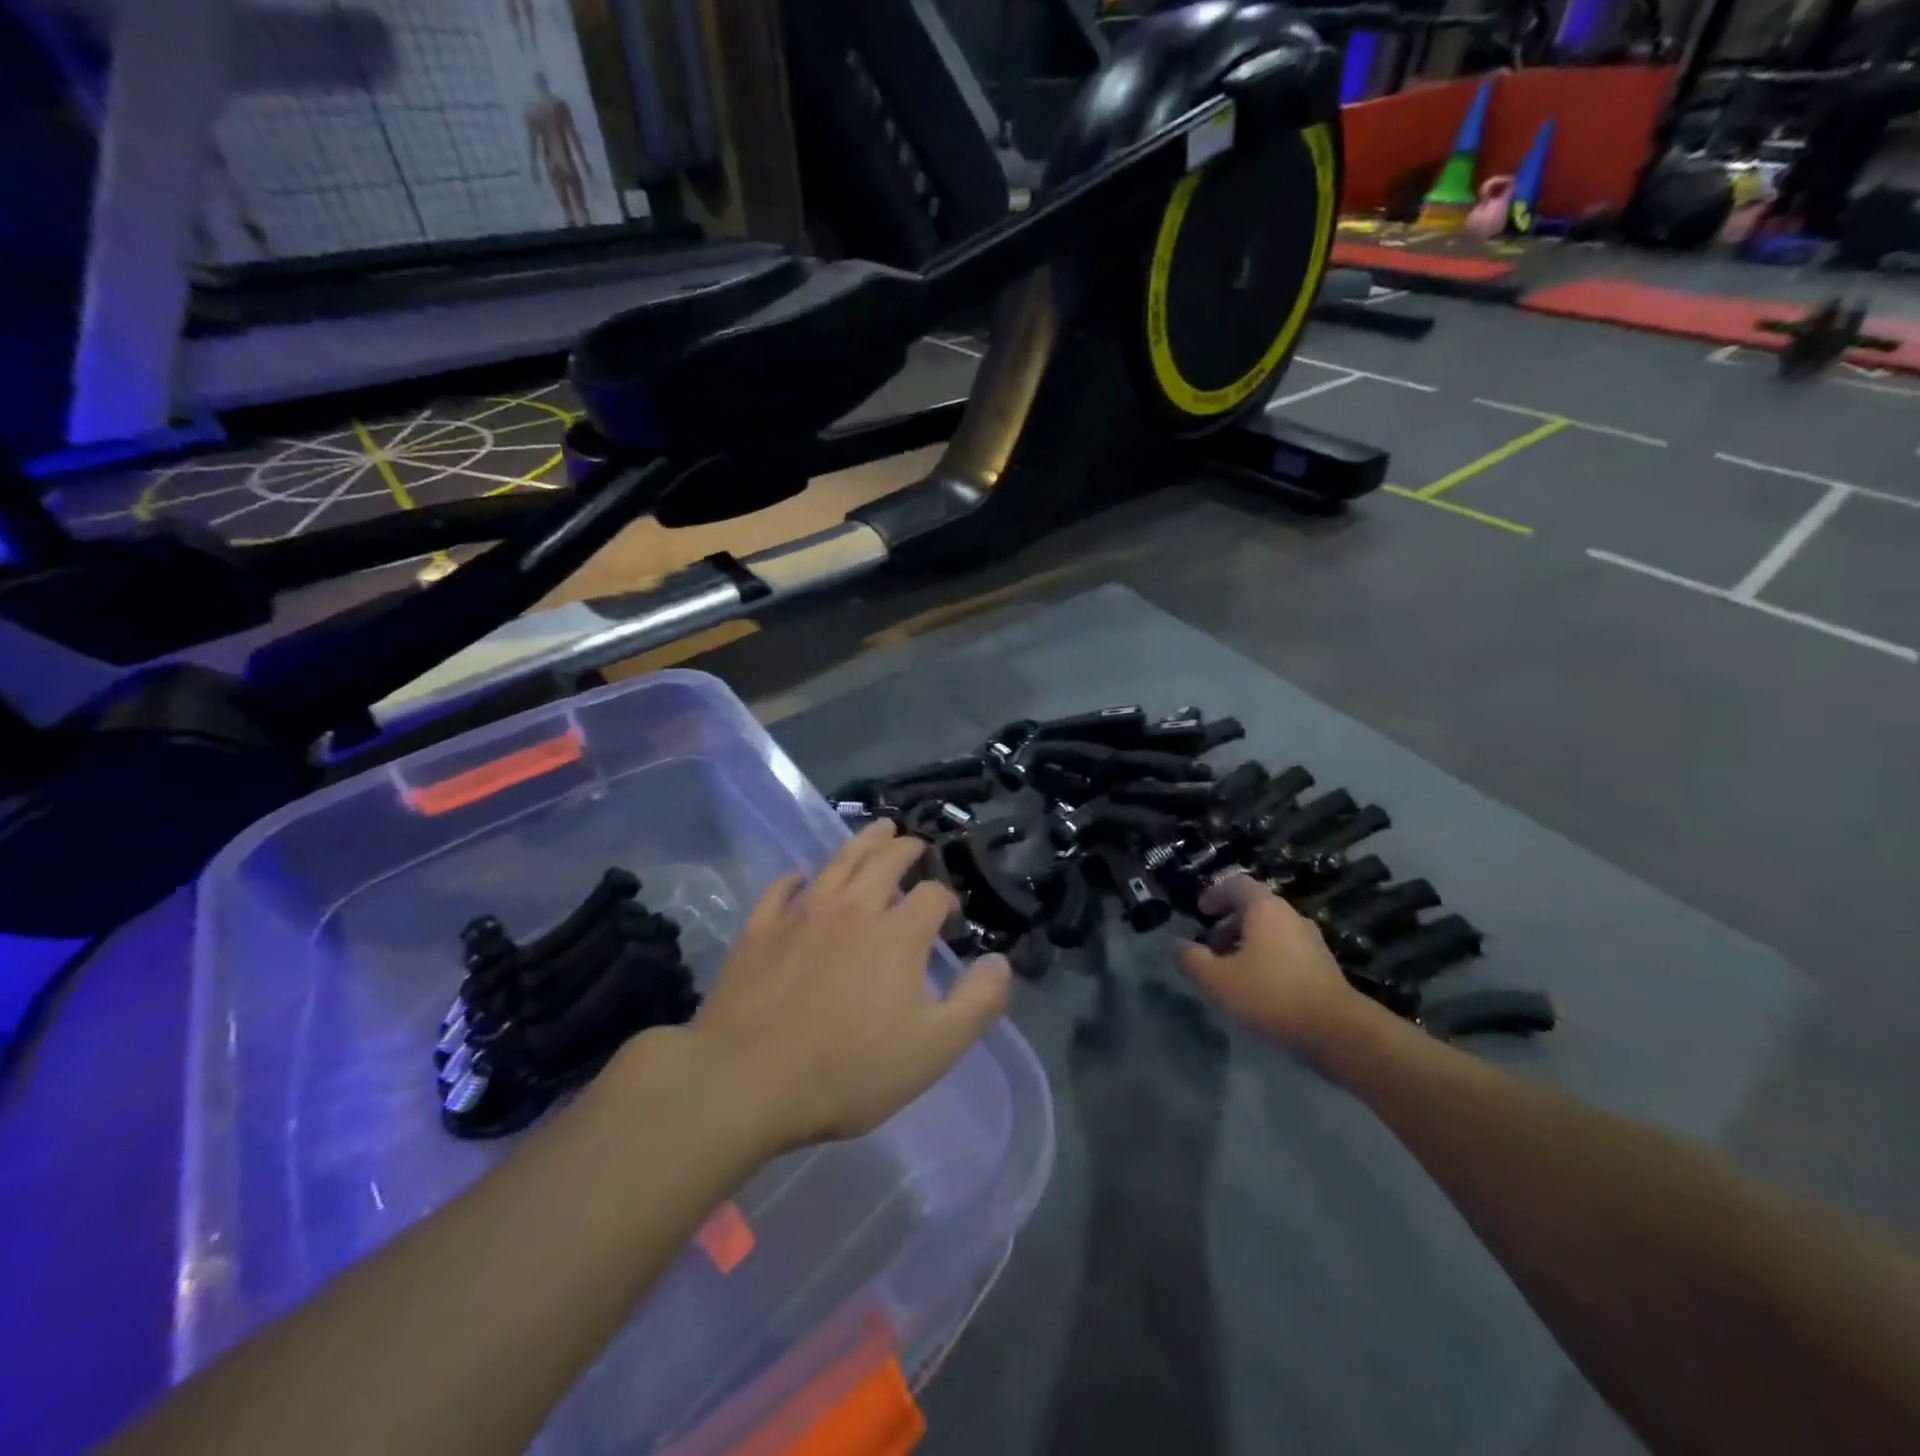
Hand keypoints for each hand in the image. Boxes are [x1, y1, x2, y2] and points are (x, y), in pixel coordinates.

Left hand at [693, 820, 1012, 1152]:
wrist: (748, 1079)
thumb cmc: (849, 1069)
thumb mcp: (933, 1049)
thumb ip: (977, 1002)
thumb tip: (1000, 961)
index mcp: (898, 933)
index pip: (932, 895)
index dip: (946, 898)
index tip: (948, 914)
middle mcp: (854, 908)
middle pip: (885, 861)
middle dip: (906, 849)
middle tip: (914, 844)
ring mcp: (803, 913)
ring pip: (839, 861)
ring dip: (862, 841)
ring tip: (878, 830)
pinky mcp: (761, 928)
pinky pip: (782, 888)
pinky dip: (797, 876)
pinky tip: (802, 874)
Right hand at [1175, 872, 1376, 1062]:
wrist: (1336, 1030)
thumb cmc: (1270, 994)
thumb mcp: (1218, 980)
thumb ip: (1193, 959)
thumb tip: (1178, 946)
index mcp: (1264, 908)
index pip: (1236, 884)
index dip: (1215, 894)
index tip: (1200, 912)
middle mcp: (1290, 916)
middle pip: (1254, 907)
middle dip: (1228, 923)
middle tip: (1211, 947)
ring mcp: (1310, 939)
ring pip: (1271, 930)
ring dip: (1247, 942)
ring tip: (1231, 970)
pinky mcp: (1322, 964)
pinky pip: (1286, 949)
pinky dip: (1266, 957)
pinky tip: (1257, 986)